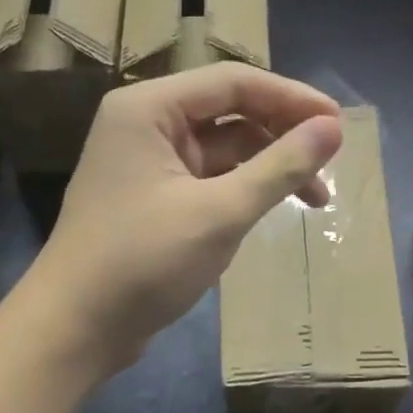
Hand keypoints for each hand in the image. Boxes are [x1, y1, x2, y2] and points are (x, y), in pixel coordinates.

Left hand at [24, 64, 341, 378]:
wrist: (73, 330)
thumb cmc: (142, 263)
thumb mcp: (219, 213)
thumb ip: (279, 167)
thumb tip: (333, 129)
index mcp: (149, 109)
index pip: (233, 82)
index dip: (291, 98)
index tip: (339, 125)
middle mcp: (145, 125)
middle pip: (229, 112)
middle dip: (282, 136)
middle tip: (330, 164)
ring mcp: (148, 163)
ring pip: (223, 149)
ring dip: (267, 168)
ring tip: (315, 200)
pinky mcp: (153, 198)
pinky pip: (208, 179)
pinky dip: (242, 191)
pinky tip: (269, 213)